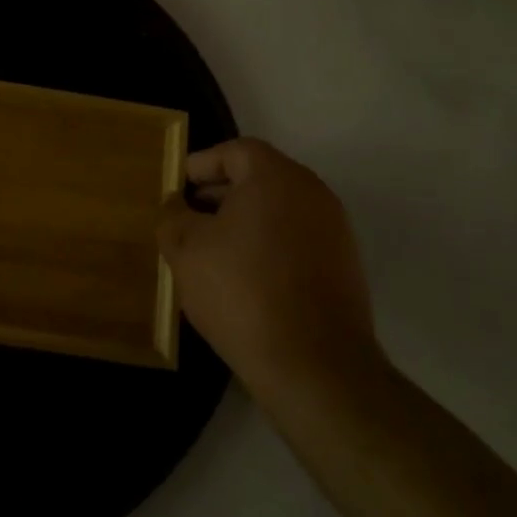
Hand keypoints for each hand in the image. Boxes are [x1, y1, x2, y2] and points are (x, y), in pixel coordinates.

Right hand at [159, 137, 380, 400]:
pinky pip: (295, 240)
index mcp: (276, 178)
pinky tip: (242, 278)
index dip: (202, 164)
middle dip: (220, 194)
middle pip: (260, 178)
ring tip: (210, 251)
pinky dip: (267, 246)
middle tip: (187, 217)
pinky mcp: (343, 267)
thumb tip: (176, 205)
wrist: (314, 365)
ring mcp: (334, 232)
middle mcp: (313, 194)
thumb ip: (173, 216)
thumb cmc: (241, 291)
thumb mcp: (186, 249)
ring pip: (278, 211)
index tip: (178, 187)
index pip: (236, 151)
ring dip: (243, 222)